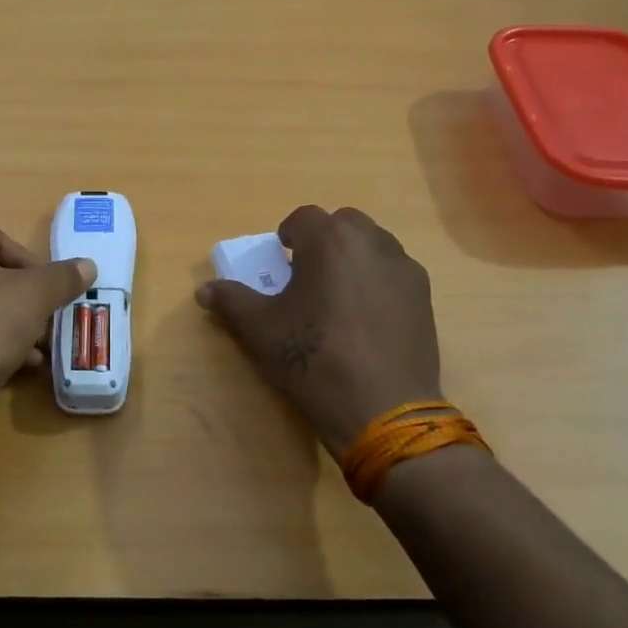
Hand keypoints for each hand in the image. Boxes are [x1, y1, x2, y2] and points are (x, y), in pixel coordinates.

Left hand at [0, 220, 94, 414]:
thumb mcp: (35, 297)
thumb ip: (63, 277)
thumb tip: (87, 265)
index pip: (0, 241)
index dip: (32, 268)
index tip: (50, 295)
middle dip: (20, 299)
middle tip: (44, 322)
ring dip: (5, 322)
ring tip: (33, 349)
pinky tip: (9, 364)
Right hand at [195, 206, 442, 457]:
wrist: (383, 409)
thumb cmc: (313, 359)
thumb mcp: (260, 330)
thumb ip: (231, 301)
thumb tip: (203, 290)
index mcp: (329, 241)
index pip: (304, 217)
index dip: (288, 234)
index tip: (281, 260)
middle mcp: (371, 242)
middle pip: (344, 223)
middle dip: (324, 240)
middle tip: (308, 274)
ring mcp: (403, 269)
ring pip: (373, 244)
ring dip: (353, 256)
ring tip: (338, 295)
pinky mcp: (424, 297)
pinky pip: (395, 272)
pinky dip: (378, 280)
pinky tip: (367, 317)